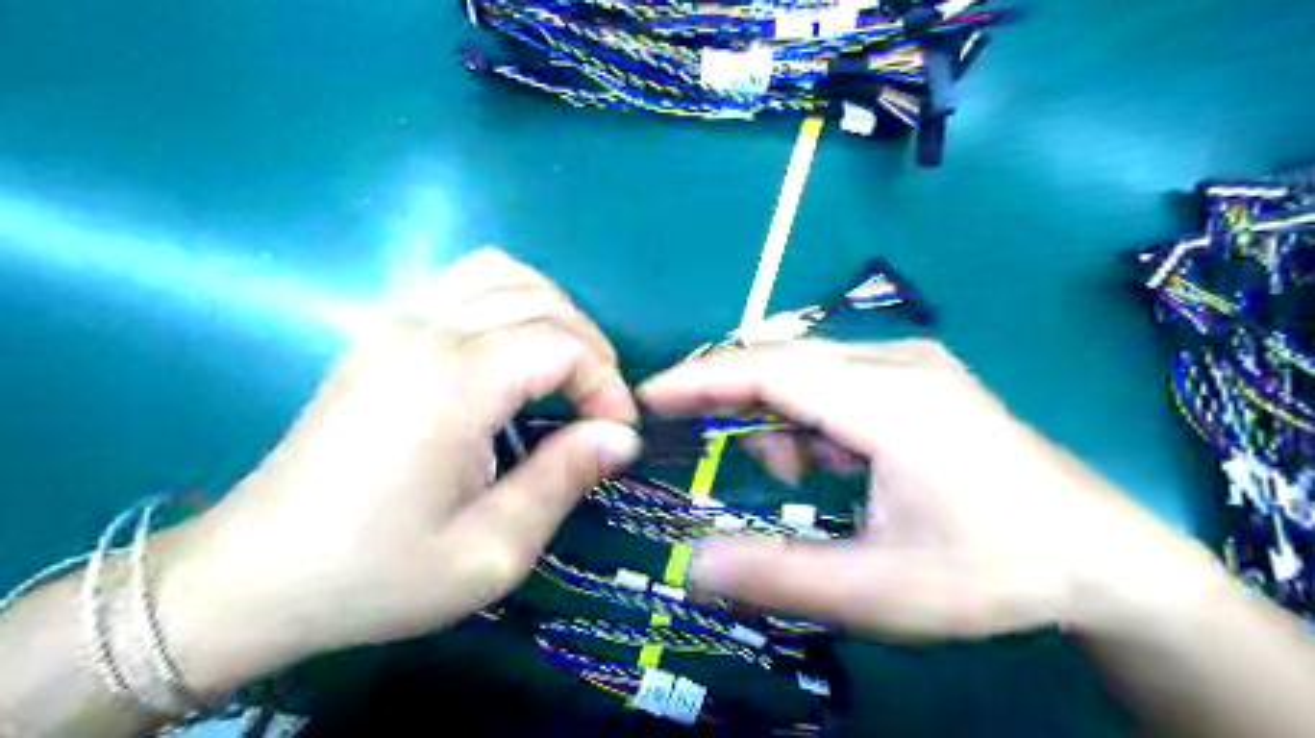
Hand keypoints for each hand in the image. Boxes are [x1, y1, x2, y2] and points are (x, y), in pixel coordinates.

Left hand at [152, 250, 643, 693]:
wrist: (254, 576)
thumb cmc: (376, 574)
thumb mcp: (489, 553)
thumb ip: (563, 480)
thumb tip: (621, 437)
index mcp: (453, 384)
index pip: (561, 346)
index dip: (606, 384)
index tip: (619, 434)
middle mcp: (424, 333)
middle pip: (539, 300)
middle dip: (590, 347)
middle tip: (601, 407)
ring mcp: (395, 324)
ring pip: (501, 273)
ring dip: (552, 311)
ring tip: (567, 368)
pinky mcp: (381, 333)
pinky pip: (463, 283)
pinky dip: (509, 300)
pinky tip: (515, 352)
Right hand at [637, 340, 1223, 638]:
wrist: (1099, 556)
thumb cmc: (993, 571)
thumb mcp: (881, 590)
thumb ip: (781, 577)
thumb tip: (694, 565)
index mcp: (891, 403)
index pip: (772, 369)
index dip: (703, 378)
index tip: (650, 395)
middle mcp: (898, 363)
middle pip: (785, 359)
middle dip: (734, 399)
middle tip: (708, 447)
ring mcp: (915, 363)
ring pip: (810, 368)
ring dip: (780, 415)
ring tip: (799, 474)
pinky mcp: (922, 375)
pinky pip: (839, 377)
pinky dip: (812, 414)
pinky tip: (834, 459)